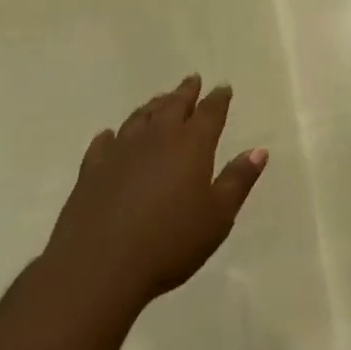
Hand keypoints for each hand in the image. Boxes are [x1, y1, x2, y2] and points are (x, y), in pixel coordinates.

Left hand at [45, 77, 266, 311]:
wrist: (98, 268)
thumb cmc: (169, 244)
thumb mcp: (217, 217)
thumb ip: (238, 180)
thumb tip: (258, 150)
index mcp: (191, 145)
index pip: (210, 112)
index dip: (218, 98)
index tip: (224, 88)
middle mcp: (157, 138)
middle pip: (173, 105)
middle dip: (186, 92)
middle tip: (192, 80)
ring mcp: (120, 152)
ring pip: (140, 118)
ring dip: (153, 106)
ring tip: (160, 101)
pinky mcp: (92, 171)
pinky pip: (104, 143)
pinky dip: (111, 136)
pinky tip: (110, 136)